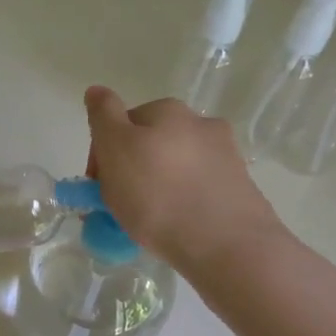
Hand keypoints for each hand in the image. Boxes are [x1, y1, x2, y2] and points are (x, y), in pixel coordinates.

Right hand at [85, 85, 282, 269]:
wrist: (224, 244)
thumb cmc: (157, 195)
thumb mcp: (115, 149)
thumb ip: (102, 116)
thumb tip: (96, 90)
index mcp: (168, 110)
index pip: (122, 124)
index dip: (103, 155)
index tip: (98, 188)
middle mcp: (201, 124)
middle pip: (150, 145)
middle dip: (131, 171)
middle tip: (118, 209)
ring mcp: (225, 156)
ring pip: (174, 169)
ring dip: (157, 188)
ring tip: (147, 223)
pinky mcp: (239, 189)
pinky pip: (197, 192)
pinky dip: (182, 204)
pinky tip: (176, 227)